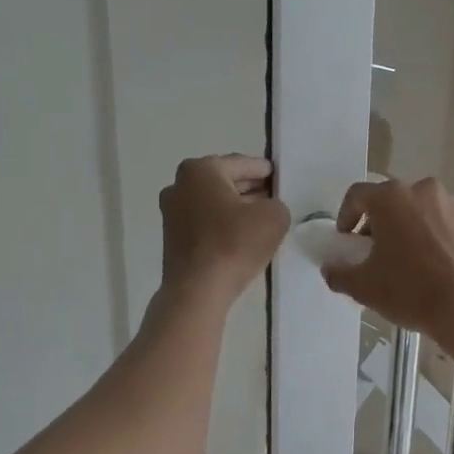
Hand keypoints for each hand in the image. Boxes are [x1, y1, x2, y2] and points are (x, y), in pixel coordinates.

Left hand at [159, 155, 290, 303]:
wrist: (198, 290)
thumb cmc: (234, 244)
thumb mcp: (274, 217)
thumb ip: (277, 203)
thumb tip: (267, 208)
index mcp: (201, 170)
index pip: (242, 163)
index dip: (265, 171)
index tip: (281, 178)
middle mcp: (180, 184)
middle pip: (224, 181)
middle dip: (250, 188)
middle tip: (275, 198)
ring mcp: (171, 212)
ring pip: (214, 202)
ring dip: (236, 208)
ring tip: (262, 219)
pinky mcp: (172, 237)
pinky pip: (205, 222)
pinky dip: (223, 224)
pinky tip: (242, 237)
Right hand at [321, 178, 453, 345]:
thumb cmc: (409, 291)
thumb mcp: (363, 287)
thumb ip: (339, 273)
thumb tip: (330, 268)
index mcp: (391, 198)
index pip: (357, 195)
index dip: (346, 215)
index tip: (347, 239)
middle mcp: (423, 190)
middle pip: (392, 200)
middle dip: (380, 222)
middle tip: (376, 250)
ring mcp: (453, 203)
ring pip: (421, 209)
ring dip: (410, 226)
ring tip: (409, 258)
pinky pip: (446, 221)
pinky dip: (437, 234)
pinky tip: (437, 262)